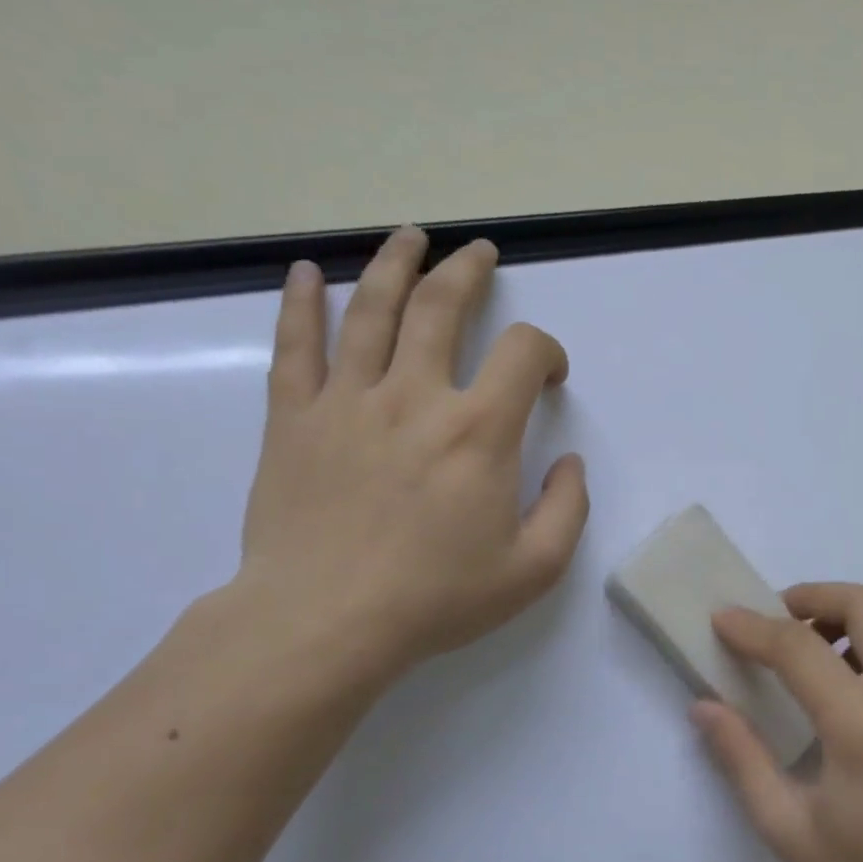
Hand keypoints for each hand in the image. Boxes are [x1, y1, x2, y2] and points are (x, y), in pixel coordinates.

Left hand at [233, 227, 589, 690]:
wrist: (323, 623)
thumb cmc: (436, 598)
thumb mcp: (534, 568)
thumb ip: (568, 508)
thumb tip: (569, 463)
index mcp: (478, 431)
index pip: (522, 353)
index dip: (546, 351)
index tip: (549, 376)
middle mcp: (415, 397)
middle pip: (442, 307)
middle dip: (468, 272)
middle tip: (479, 253)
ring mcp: (347, 401)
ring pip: (371, 310)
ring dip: (395, 264)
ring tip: (411, 238)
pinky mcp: (293, 420)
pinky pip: (295, 347)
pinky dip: (299, 303)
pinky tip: (304, 273)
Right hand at [693, 583, 862, 861]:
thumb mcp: (788, 829)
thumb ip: (742, 759)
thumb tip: (705, 706)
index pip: (801, 648)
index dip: (754, 627)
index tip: (722, 619)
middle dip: (812, 595)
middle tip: (774, 619)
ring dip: (846, 608)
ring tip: (809, 641)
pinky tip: (846, 673)